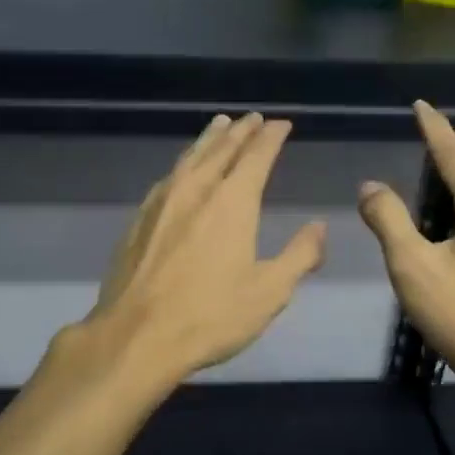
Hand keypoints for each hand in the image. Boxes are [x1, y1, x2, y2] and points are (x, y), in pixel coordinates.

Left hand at [83, 112, 325, 387]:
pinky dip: (183, 163)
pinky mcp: (139, 219)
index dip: (271, 137)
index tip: (281, 124)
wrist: (136, 336)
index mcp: (232, 202)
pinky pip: (167, 177)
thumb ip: (299, 256)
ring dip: (208, 139)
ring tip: (219, 125)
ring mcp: (162, 202)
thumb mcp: (269, 292)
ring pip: (189, 157)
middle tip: (252, 118)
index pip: (256, 156)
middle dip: (240, 131)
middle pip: (221, 149)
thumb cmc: (210, 316)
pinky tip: (181, 170)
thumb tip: (318, 227)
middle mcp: (196, 190)